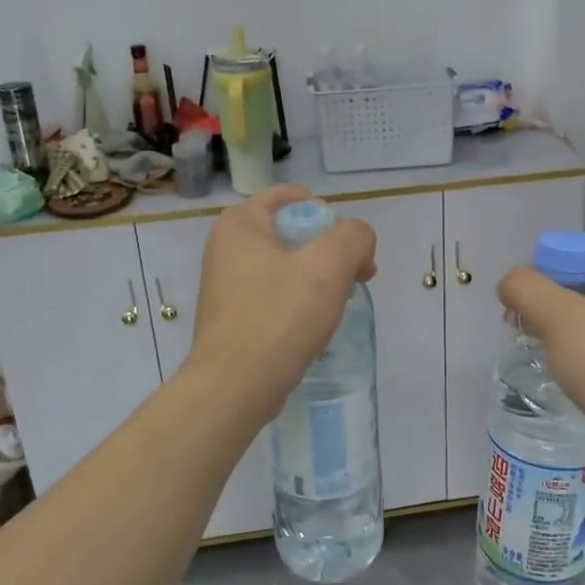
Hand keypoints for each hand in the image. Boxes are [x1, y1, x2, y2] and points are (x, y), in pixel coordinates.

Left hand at [186, 185, 376, 422]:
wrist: (235, 386)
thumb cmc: (279, 316)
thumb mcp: (330, 264)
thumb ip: (354, 237)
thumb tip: (357, 243)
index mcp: (241, 223)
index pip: (291, 197)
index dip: (328, 214)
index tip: (349, 246)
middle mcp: (227, 247)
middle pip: (293, 232)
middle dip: (330, 250)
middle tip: (355, 278)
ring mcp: (227, 284)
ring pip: (287, 266)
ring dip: (319, 279)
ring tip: (339, 304)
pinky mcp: (234, 317)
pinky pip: (276, 295)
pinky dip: (300, 303)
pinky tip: (315, 325)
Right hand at [496, 247, 584, 482]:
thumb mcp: (559, 316)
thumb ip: (525, 288)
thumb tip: (509, 284)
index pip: (576, 252)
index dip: (544, 271)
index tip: (525, 303)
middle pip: (577, 282)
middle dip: (544, 302)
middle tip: (520, 326)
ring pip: (583, 316)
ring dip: (555, 329)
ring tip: (538, 350)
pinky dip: (574, 352)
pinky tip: (562, 371)